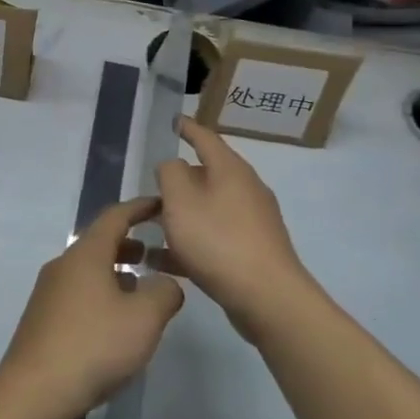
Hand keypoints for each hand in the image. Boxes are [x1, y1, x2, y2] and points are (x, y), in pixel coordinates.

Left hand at [0, 197, 183, 418]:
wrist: (34, 392)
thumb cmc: (93, 345)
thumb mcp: (144, 318)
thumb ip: (165, 292)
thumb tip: (167, 283)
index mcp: (86, 254)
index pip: (115, 216)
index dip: (140, 208)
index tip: (161, 205)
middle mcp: (63, 265)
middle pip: (99, 243)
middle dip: (129, 244)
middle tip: (156, 254)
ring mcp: (48, 292)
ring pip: (88, 270)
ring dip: (115, 272)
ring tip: (140, 290)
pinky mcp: (42, 319)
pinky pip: (77, 293)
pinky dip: (101, 293)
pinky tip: (113, 322)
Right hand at [156, 118, 315, 341]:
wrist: (267, 298)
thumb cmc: (218, 241)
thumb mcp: (180, 201)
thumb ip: (170, 174)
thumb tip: (173, 165)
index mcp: (230, 169)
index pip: (205, 138)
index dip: (187, 128)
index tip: (173, 120)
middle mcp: (246, 189)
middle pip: (207, 175)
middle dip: (179, 180)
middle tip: (152, 188)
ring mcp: (252, 221)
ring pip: (209, 208)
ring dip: (181, 215)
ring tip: (151, 227)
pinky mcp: (252, 251)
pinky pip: (214, 237)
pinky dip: (191, 242)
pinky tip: (164, 261)